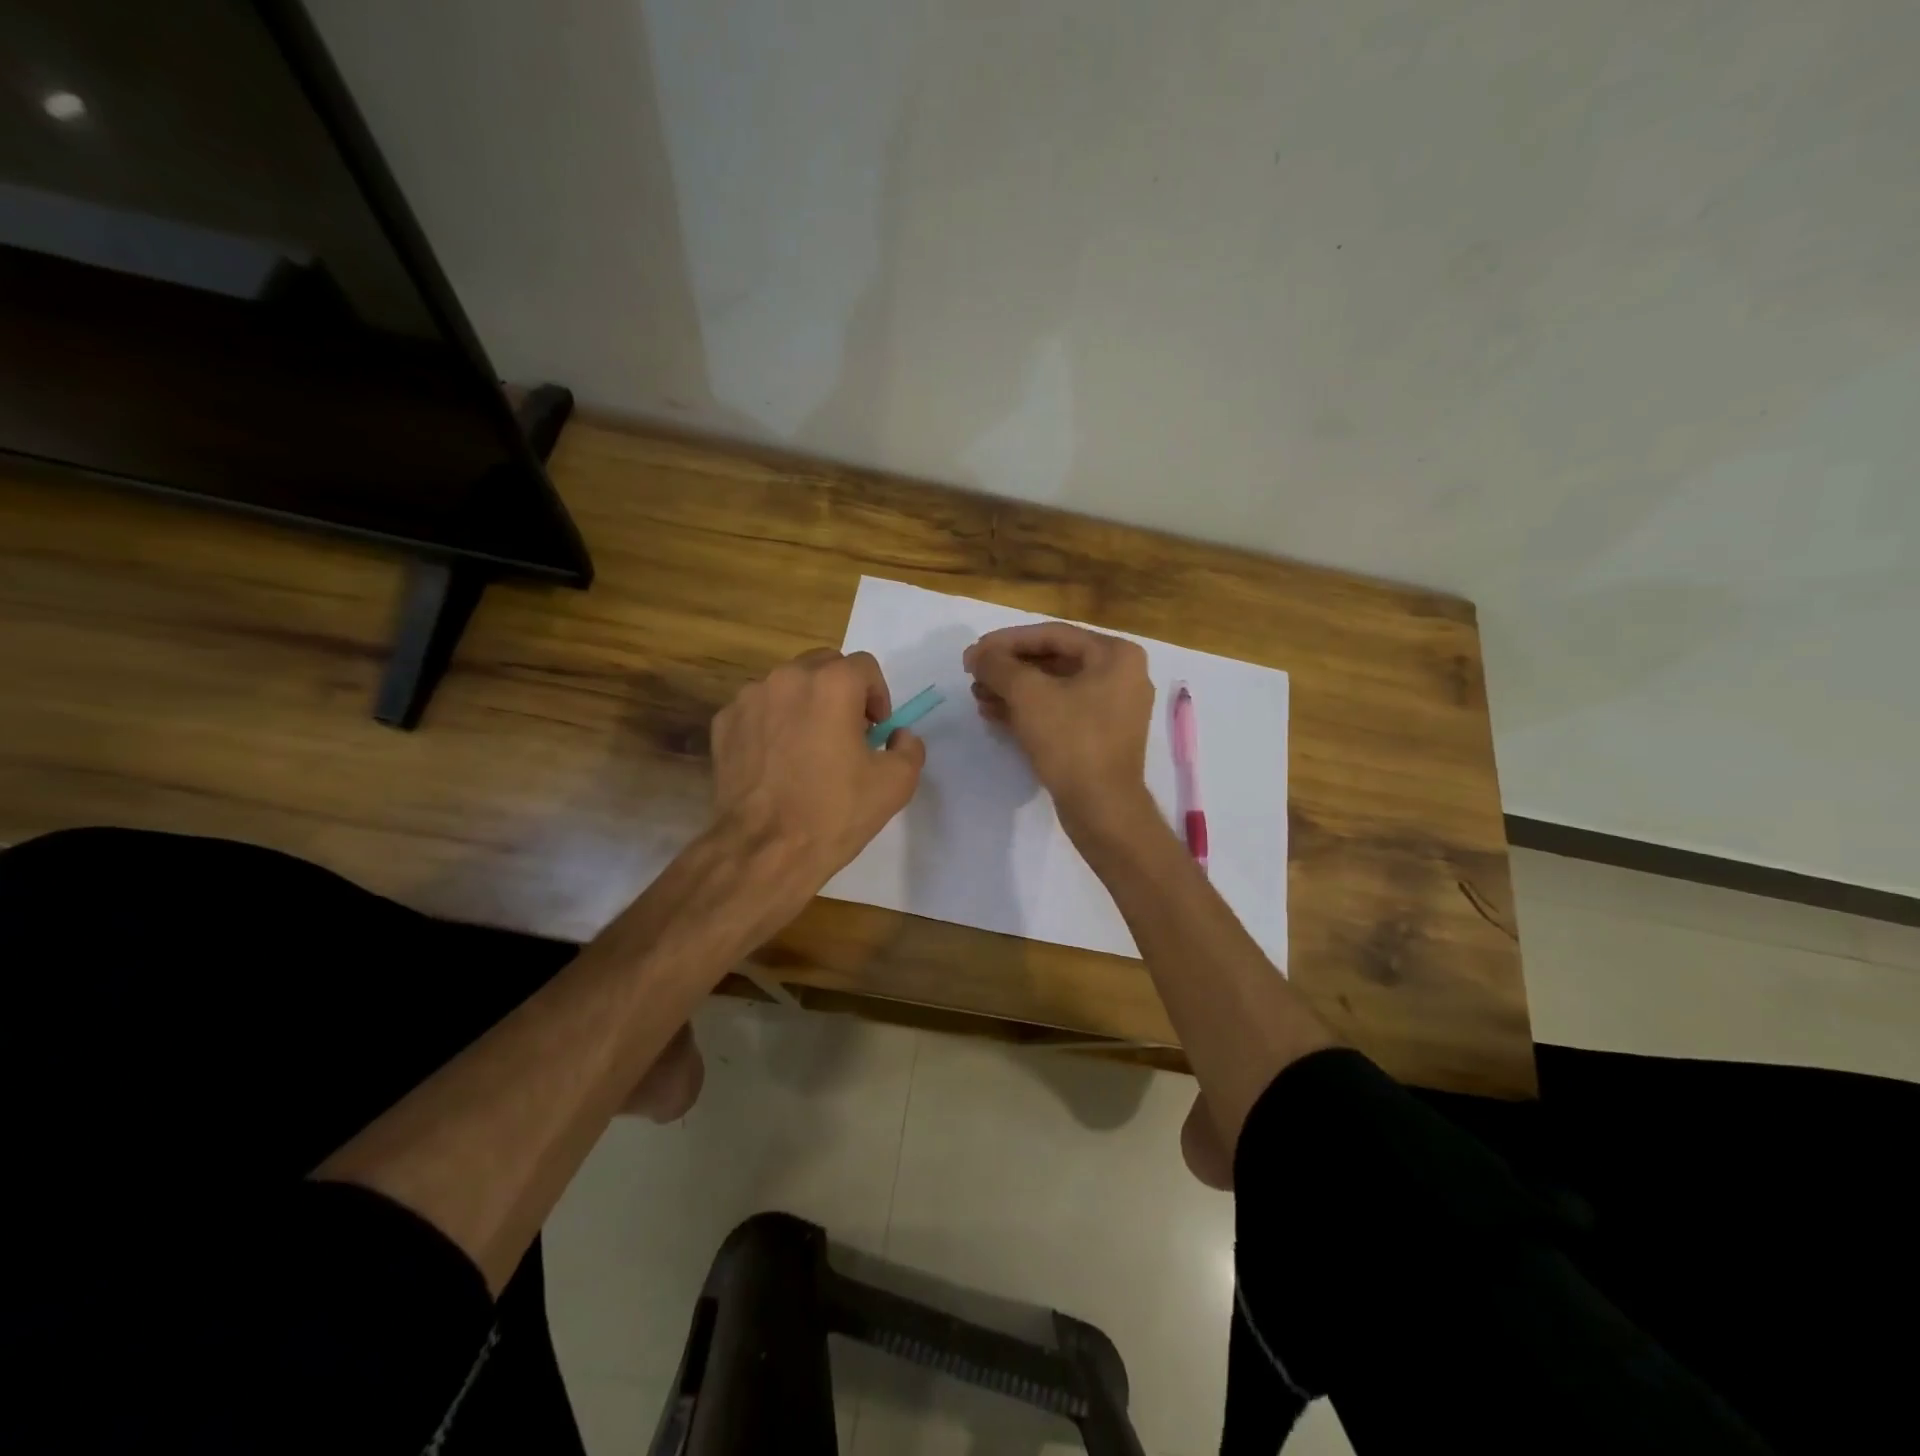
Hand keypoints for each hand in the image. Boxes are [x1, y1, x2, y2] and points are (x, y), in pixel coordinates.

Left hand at [709, 648, 925, 905]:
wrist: (764, 849)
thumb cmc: (835, 812)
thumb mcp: (896, 783)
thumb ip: (909, 747)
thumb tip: (897, 735)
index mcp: (833, 684)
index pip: (865, 666)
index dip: (878, 696)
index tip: (877, 729)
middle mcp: (788, 678)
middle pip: (824, 666)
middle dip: (842, 691)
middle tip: (848, 732)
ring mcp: (750, 698)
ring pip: (788, 686)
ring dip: (806, 704)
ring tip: (810, 747)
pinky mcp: (724, 723)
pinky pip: (759, 710)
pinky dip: (773, 723)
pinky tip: (778, 761)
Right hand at [963, 622, 1154, 837]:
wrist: (1102, 808)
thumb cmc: (1071, 742)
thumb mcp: (1029, 696)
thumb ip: (999, 666)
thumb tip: (978, 655)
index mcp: (1115, 655)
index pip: (1052, 634)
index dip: (1006, 641)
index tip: (973, 653)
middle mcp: (1121, 675)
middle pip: (1053, 660)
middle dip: (1009, 668)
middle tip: (973, 675)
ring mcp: (1113, 707)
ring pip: (1054, 687)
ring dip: (1013, 690)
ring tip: (977, 696)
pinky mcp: (1100, 736)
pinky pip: (1061, 711)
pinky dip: (1029, 710)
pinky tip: (994, 714)